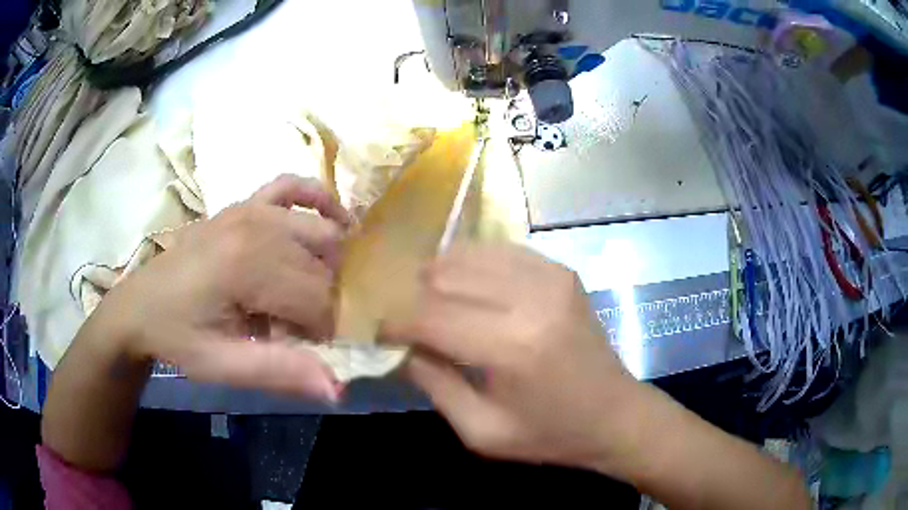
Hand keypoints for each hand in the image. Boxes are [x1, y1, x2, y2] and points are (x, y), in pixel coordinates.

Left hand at [105, 174, 349, 399]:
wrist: (139, 306)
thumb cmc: (178, 337)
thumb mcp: (222, 365)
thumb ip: (279, 372)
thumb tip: (338, 389)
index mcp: (247, 266)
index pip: (318, 300)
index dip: (325, 332)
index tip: (312, 352)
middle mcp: (257, 226)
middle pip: (323, 266)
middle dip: (327, 303)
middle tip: (307, 331)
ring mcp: (251, 208)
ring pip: (320, 231)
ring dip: (332, 264)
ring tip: (322, 294)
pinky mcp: (244, 203)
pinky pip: (292, 187)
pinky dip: (319, 199)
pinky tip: (334, 220)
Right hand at [383, 244, 648, 474]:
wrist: (616, 414)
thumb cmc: (549, 434)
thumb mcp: (481, 431)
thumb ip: (434, 383)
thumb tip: (404, 344)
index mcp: (511, 346)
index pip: (429, 316)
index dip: (395, 321)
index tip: (379, 331)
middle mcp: (530, 298)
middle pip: (445, 276)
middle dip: (414, 296)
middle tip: (407, 320)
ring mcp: (550, 276)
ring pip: (468, 254)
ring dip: (440, 277)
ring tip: (432, 304)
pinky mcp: (561, 270)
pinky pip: (499, 252)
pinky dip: (473, 267)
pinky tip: (469, 291)